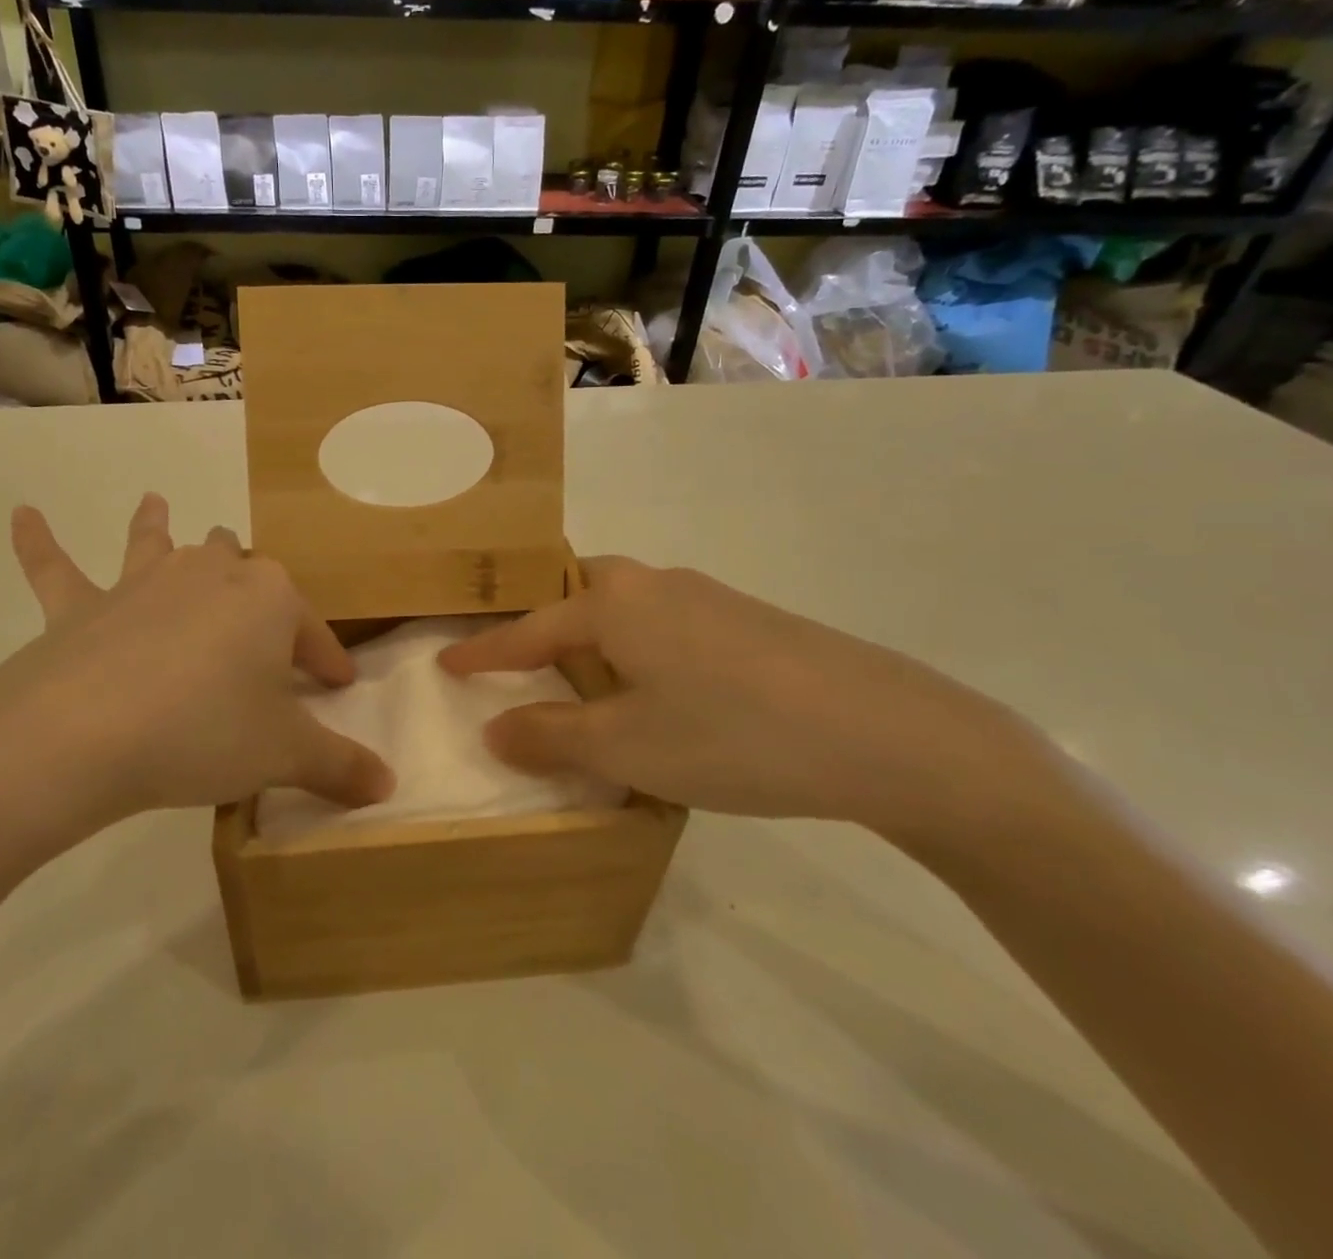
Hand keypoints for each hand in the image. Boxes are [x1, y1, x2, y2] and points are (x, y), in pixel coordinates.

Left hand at [0, 495, 392, 867]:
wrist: (83, 736)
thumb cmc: (204, 732)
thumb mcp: (284, 754)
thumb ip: (340, 766)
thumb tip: (387, 787)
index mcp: (268, 598)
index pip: (312, 630)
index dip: (328, 658)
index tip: (339, 684)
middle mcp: (209, 574)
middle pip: (240, 569)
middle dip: (253, 586)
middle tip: (259, 616)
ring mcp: (142, 584)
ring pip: (159, 545)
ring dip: (158, 526)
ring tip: (156, 502)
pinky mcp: (81, 608)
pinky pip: (57, 569)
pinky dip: (39, 543)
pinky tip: (21, 515)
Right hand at [438, 556, 1056, 841]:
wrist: (887, 732)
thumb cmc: (731, 735)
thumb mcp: (626, 748)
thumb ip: (551, 737)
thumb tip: (495, 728)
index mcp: (615, 604)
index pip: (529, 629)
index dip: (484, 653)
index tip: (446, 663)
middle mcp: (657, 584)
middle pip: (582, 592)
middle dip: (548, 623)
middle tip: (529, 661)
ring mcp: (710, 597)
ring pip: (630, 608)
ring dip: (599, 639)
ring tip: (592, 684)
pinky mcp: (752, 621)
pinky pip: (670, 626)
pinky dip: (644, 651)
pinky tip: (667, 694)